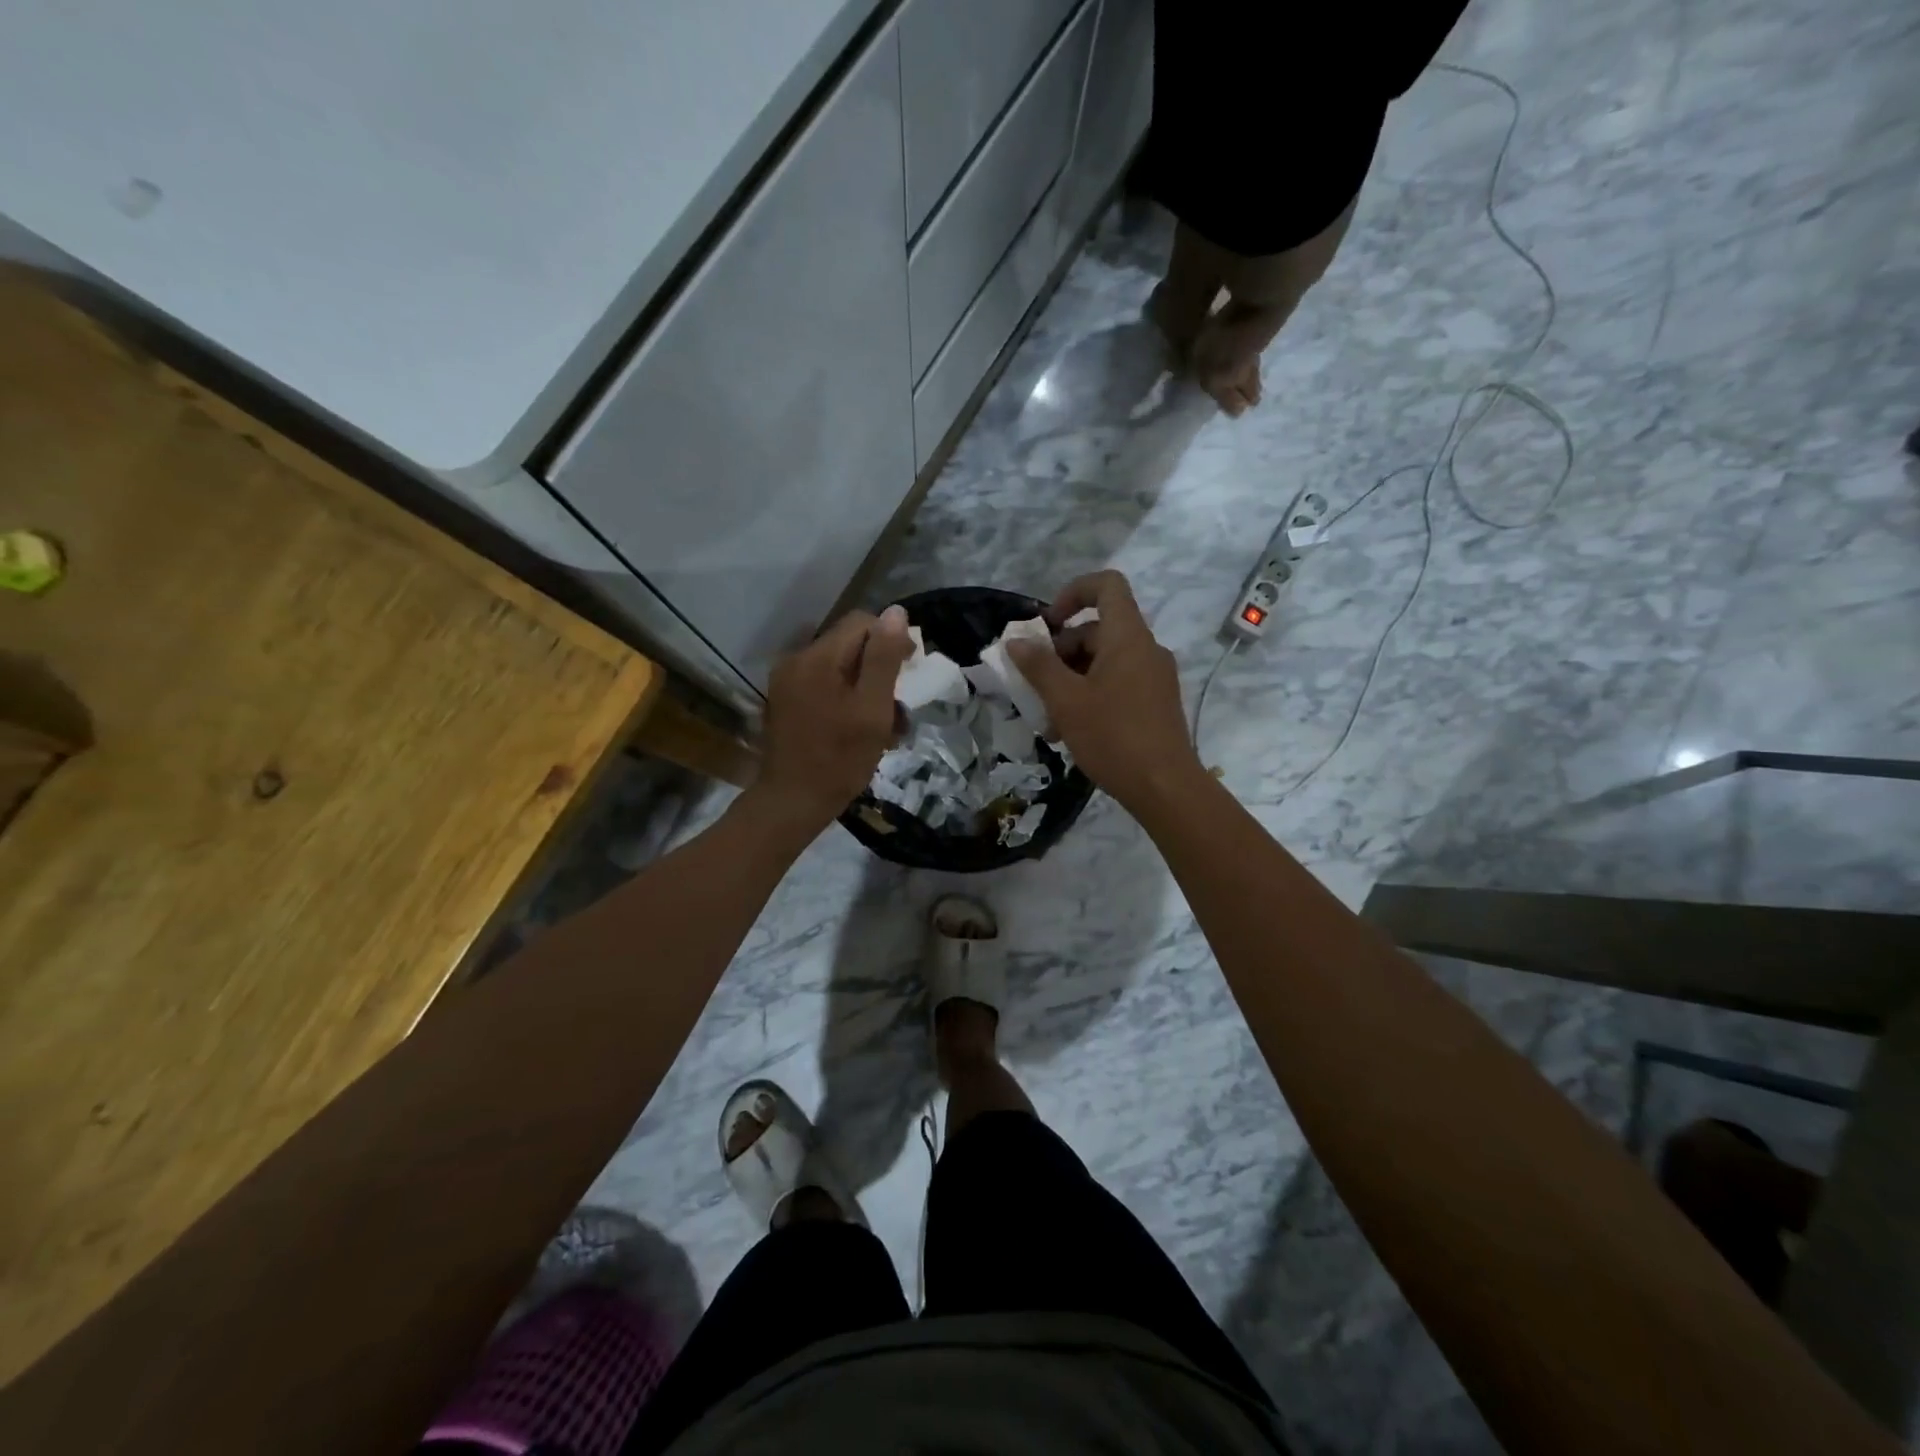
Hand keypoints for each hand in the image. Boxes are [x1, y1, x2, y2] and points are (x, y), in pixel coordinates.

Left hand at [753, 605, 915, 834]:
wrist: (793, 802)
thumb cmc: (840, 758)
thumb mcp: (872, 709)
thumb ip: (884, 658)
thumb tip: (896, 613)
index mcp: (818, 657)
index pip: (863, 622)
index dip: (892, 639)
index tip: (910, 670)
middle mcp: (797, 659)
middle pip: (850, 644)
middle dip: (880, 667)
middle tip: (899, 705)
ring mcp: (788, 681)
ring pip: (840, 667)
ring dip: (867, 687)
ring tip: (885, 724)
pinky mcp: (786, 701)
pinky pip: (824, 685)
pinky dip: (847, 699)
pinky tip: (860, 727)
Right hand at [1005, 571, 1203, 811]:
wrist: (1165, 787)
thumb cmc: (1113, 737)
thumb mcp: (1066, 701)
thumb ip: (1039, 666)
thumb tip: (1017, 642)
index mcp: (1128, 637)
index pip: (1106, 585)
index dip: (1073, 592)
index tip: (1048, 624)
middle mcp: (1146, 648)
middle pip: (1098, 629)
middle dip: (1061, 651)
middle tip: (1037, 686)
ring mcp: (1155, 676)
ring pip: (1105, 660)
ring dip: (1071, 679)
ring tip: (1049, 718)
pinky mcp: (1156, 702)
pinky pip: (1118, 682)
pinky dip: (1091, 694)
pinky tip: (1071, 730)